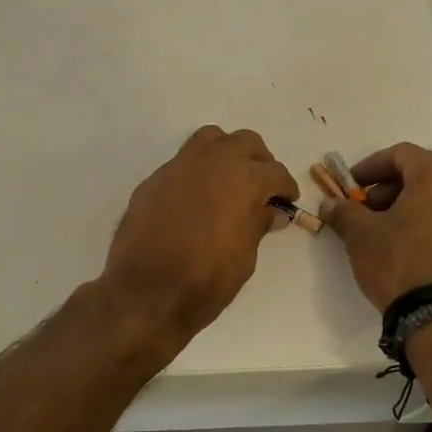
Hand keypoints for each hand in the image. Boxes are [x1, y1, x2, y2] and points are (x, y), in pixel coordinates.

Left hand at [98, 126, 298, 348]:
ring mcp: (179, 166)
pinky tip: (196, 199)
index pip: (274, 172)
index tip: (286, 201)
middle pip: (246, 143)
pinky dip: (198, 171)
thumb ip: (258, 225)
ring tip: (229, 181)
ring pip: (211, 139)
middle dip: (259, 161)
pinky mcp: (155, 179)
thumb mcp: (245, 257)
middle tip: (262, 187)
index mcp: (243, 179)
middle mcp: (213, 161)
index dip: (285, 187)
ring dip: (227, 153)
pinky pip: (183, 162)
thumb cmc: (205, 280)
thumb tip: (269, 210)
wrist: (145, 292)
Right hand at [321, 143, 431, 311]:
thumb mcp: (361, 235)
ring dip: (416, 209)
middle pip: (425, 175)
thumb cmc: (400, 263)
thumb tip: (330, 204)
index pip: (400, 154)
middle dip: (392, 189)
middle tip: (368, 211)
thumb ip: (344, 212)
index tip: (351, 186)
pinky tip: (418, 252)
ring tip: (392, 234)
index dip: (370, 167)